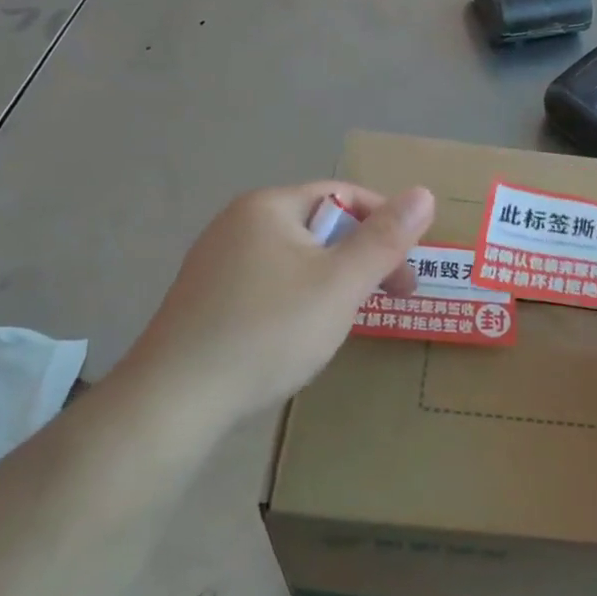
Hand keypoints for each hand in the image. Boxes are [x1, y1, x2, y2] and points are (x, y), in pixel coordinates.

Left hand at [124, 181, 435, 422]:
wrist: (172, 402)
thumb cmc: (268, 331)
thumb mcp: (340, 284)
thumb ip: (385, 239)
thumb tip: (424, 193)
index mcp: (270, 206)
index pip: (344, 195)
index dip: (384, 222)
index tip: (408, 265)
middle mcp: (238, 222)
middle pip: (319, 226)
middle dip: (360, 257)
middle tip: (392, 296)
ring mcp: (216, 261)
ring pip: (295, 258)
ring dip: (331, 280)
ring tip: (347, 319)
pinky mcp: (204, 298)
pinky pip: (268, 282)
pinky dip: (297, 298)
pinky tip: (298, 335)